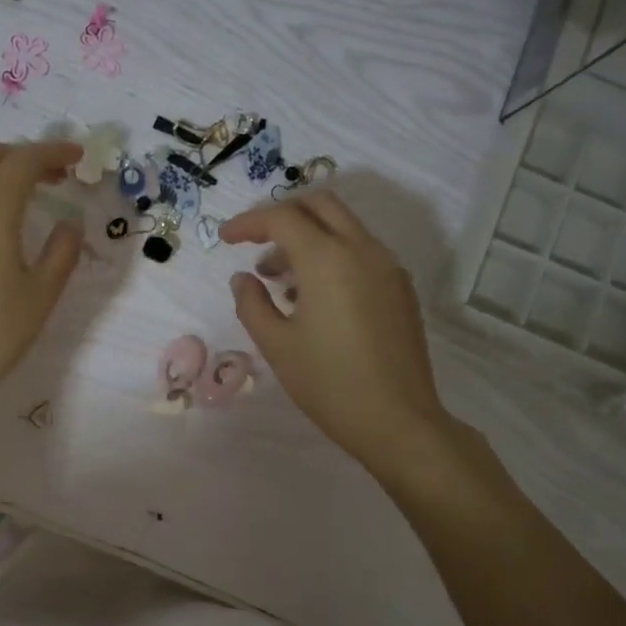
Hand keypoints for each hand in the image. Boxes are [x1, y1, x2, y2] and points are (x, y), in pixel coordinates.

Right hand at [221, 192, 451, 473]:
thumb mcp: (276, 344)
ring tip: (279, 280)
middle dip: (283, 215)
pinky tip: (314, 297)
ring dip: (308, 237)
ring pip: (343, 227)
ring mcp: (388, 267)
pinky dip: (332, 256)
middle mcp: (362, 250)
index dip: (248, 223)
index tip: (225, 239)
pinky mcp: (400, 289)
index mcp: (327, 259)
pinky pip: (361, 252)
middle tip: (255, 243)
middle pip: (320, 204)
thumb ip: (252, 303)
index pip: (282, 218)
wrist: (397, 420)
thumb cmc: (328, 383)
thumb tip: (244, 278)